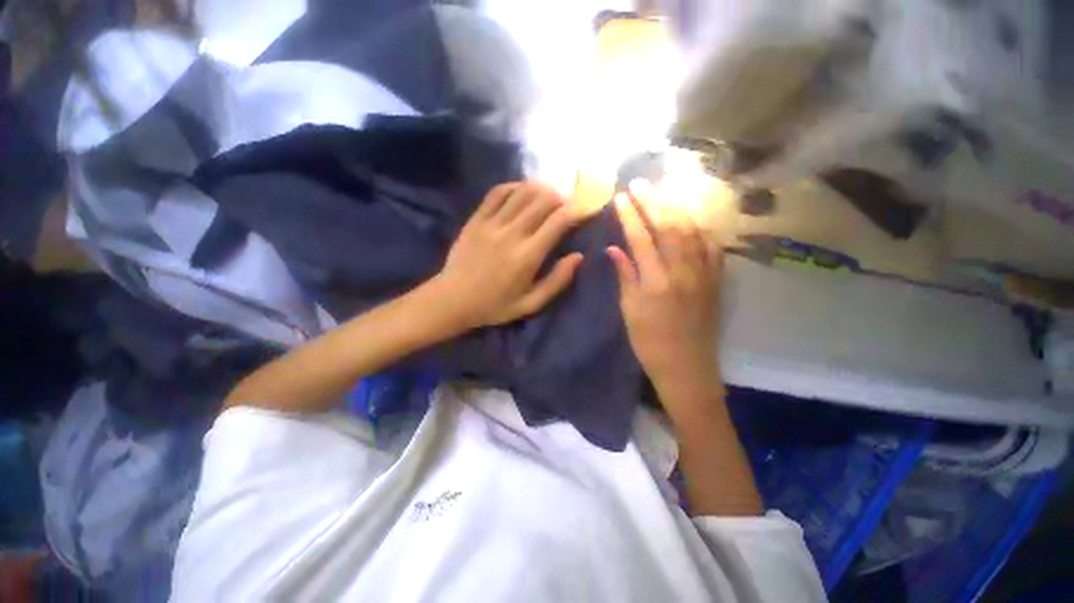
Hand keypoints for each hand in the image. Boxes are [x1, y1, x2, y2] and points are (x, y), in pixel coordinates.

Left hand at [434, 182, 583, 328]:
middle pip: (543, 200)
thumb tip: (578, 256)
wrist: (453, 300)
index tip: (587, 209)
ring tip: (549, 196)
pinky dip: (514, 187)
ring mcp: (491, 223)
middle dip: (561, 197)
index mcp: (527, 256)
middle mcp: (511, 233)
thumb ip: (557, 281)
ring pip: (522, 192)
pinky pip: (497, 193)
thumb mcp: (531, 304)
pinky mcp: (476, 219)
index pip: (558, 221)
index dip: (578, 210)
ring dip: (541, 189)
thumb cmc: (495, 306)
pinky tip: (522, 191)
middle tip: (567, 205)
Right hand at [607, 180, 723, 395]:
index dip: (630, 216)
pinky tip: (691, 220)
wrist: (687, 368)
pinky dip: (699, 229)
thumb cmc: (650, 343)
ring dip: (676, 209)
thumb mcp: (630, 311)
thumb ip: (625, 276)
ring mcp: (704, 274)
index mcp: (656, 282)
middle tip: (640, 183)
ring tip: (663, 193)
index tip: (620, 198)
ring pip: (692, 231)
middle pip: (668, 227)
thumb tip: (614, 249)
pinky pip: (711, 247)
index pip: (641, 239)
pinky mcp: (716, 281)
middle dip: (652, 202)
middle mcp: (682, 272)